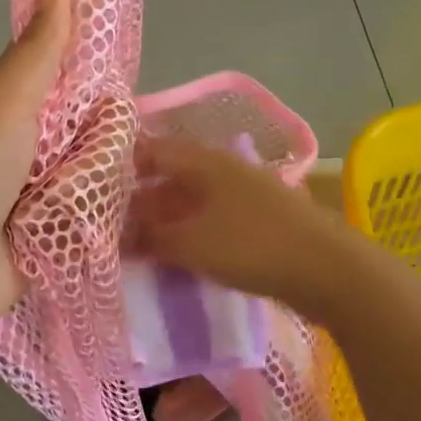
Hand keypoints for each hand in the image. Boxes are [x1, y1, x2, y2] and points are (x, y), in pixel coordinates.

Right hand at [125, 136, 353, 319]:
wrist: (327, 269)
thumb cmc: (252, 246)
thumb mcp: (191, 243)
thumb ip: (151, 237)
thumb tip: (120, 233)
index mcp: (204, 162)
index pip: (151, 150)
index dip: (120, 165)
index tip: (92, 188)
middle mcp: (222, 170)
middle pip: (170, 176)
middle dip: (139, 200)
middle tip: (109, 226)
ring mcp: (242, 194)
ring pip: (190, 200)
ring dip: (164, 220)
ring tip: (135, 245)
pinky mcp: (256, 221)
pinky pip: (210, 220)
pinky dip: (188, 233)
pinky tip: (175, 255)